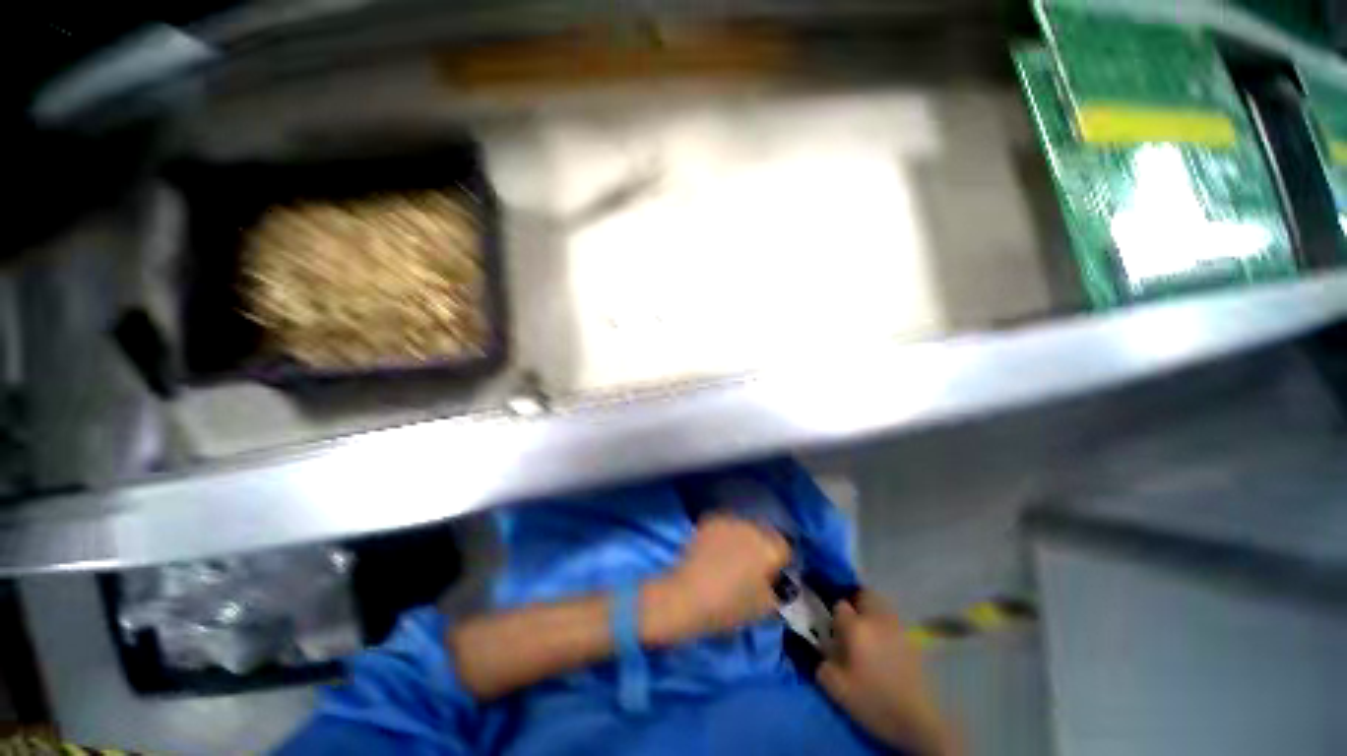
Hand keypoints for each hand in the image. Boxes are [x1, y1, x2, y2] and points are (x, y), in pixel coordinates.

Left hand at [643, 516, 790, 643]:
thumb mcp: (764, 608)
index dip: (779, 562)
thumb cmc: (730, 606)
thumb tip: (776, 581)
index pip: (784, 549)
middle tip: (751, 566)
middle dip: (761, 546)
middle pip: (764, 533)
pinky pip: (725, 526)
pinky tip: (716, 550)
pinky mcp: (710, 520)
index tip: (772, 575)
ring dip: (743, 538)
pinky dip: (725, 535)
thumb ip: (777, 590)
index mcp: (770, 548)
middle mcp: (752, 527)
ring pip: (744, 527)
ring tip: (731, 557)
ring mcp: (730, 521)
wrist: (688, 596)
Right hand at [817, 591, 960, 755]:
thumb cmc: (872, 701)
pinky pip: (893, 620)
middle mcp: (876, 619)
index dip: (834, 617)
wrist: (915, 721)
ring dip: (872, 610)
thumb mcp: (835, 687)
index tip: (834, 632)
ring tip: (868, 630)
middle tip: (850, 622)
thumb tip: (822, 649)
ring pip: (881, 604)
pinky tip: (884, 643)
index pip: (839, 605)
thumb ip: (822, 661)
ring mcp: (897, 627)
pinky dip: (885, 624)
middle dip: (855, 602)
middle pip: (863, 594)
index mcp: (855, 627)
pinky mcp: (912, 640)